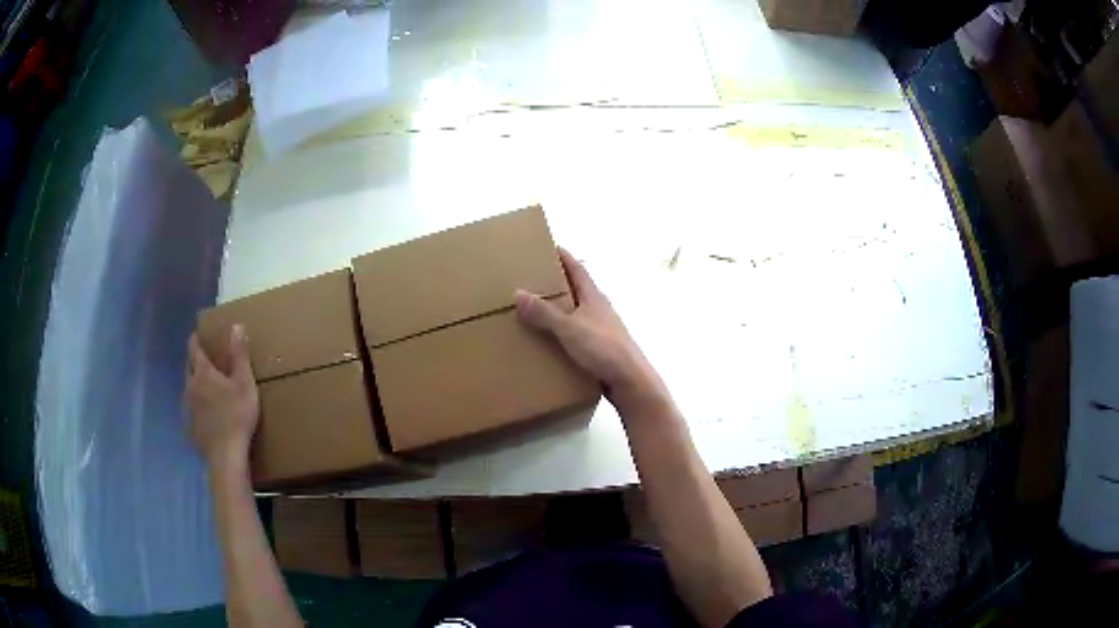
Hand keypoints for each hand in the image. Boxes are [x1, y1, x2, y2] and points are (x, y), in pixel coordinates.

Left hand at [185, 325, 259, 472]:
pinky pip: (190, 411)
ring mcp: (187, 408)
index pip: (194, 348)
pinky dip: (196, 408)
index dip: (195, 339)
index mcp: (203, 372)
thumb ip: (239, 355)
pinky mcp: (189, 427)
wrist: (225, 455)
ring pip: (188, 390)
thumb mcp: (245, 383)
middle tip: (204, 361)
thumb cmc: (237, 415)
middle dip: (194, 362)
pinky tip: (206, 417)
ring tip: (205, 390)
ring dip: (195, 386)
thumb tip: (236, 325)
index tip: (198, 334)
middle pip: (188, 367)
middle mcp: (190, 386)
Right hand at [515, 248, 666, 408]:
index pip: (578, 269)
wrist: (630, 382)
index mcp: (594, 297)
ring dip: (561, 309)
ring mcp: (602, 329)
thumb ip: (544, 313)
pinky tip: (551, 340)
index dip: (564, 257)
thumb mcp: (569, 329)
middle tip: (534, 280)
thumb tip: (518, 292)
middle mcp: (599, 309)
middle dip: (558, 283)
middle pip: (578, 289)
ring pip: (578, 312)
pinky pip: (578, 333)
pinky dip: (564, 331)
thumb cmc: (603, 349)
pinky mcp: (601, 348)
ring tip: (537, 310)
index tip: (549, 247)